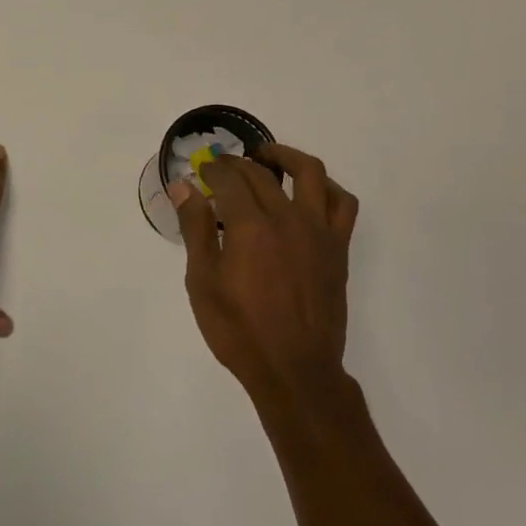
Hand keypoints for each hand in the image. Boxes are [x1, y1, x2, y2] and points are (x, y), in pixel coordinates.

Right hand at [172, 145, 358, 400]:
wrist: (293, 368)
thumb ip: (195, 229)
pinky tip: (310, 192)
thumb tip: (184, 187)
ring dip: (286, 156)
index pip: (229, 180)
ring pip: (309, 173)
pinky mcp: (338, 247)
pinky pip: (342, 203)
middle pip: (262, 174)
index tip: (202, 172)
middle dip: (238, 164)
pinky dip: (327, 187)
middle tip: (222, 168)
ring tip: (267, 158)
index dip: (213, 170)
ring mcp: (318, 230)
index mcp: (250, 227)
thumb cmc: (239, 330)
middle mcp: (287, 218)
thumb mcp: (203, 282)